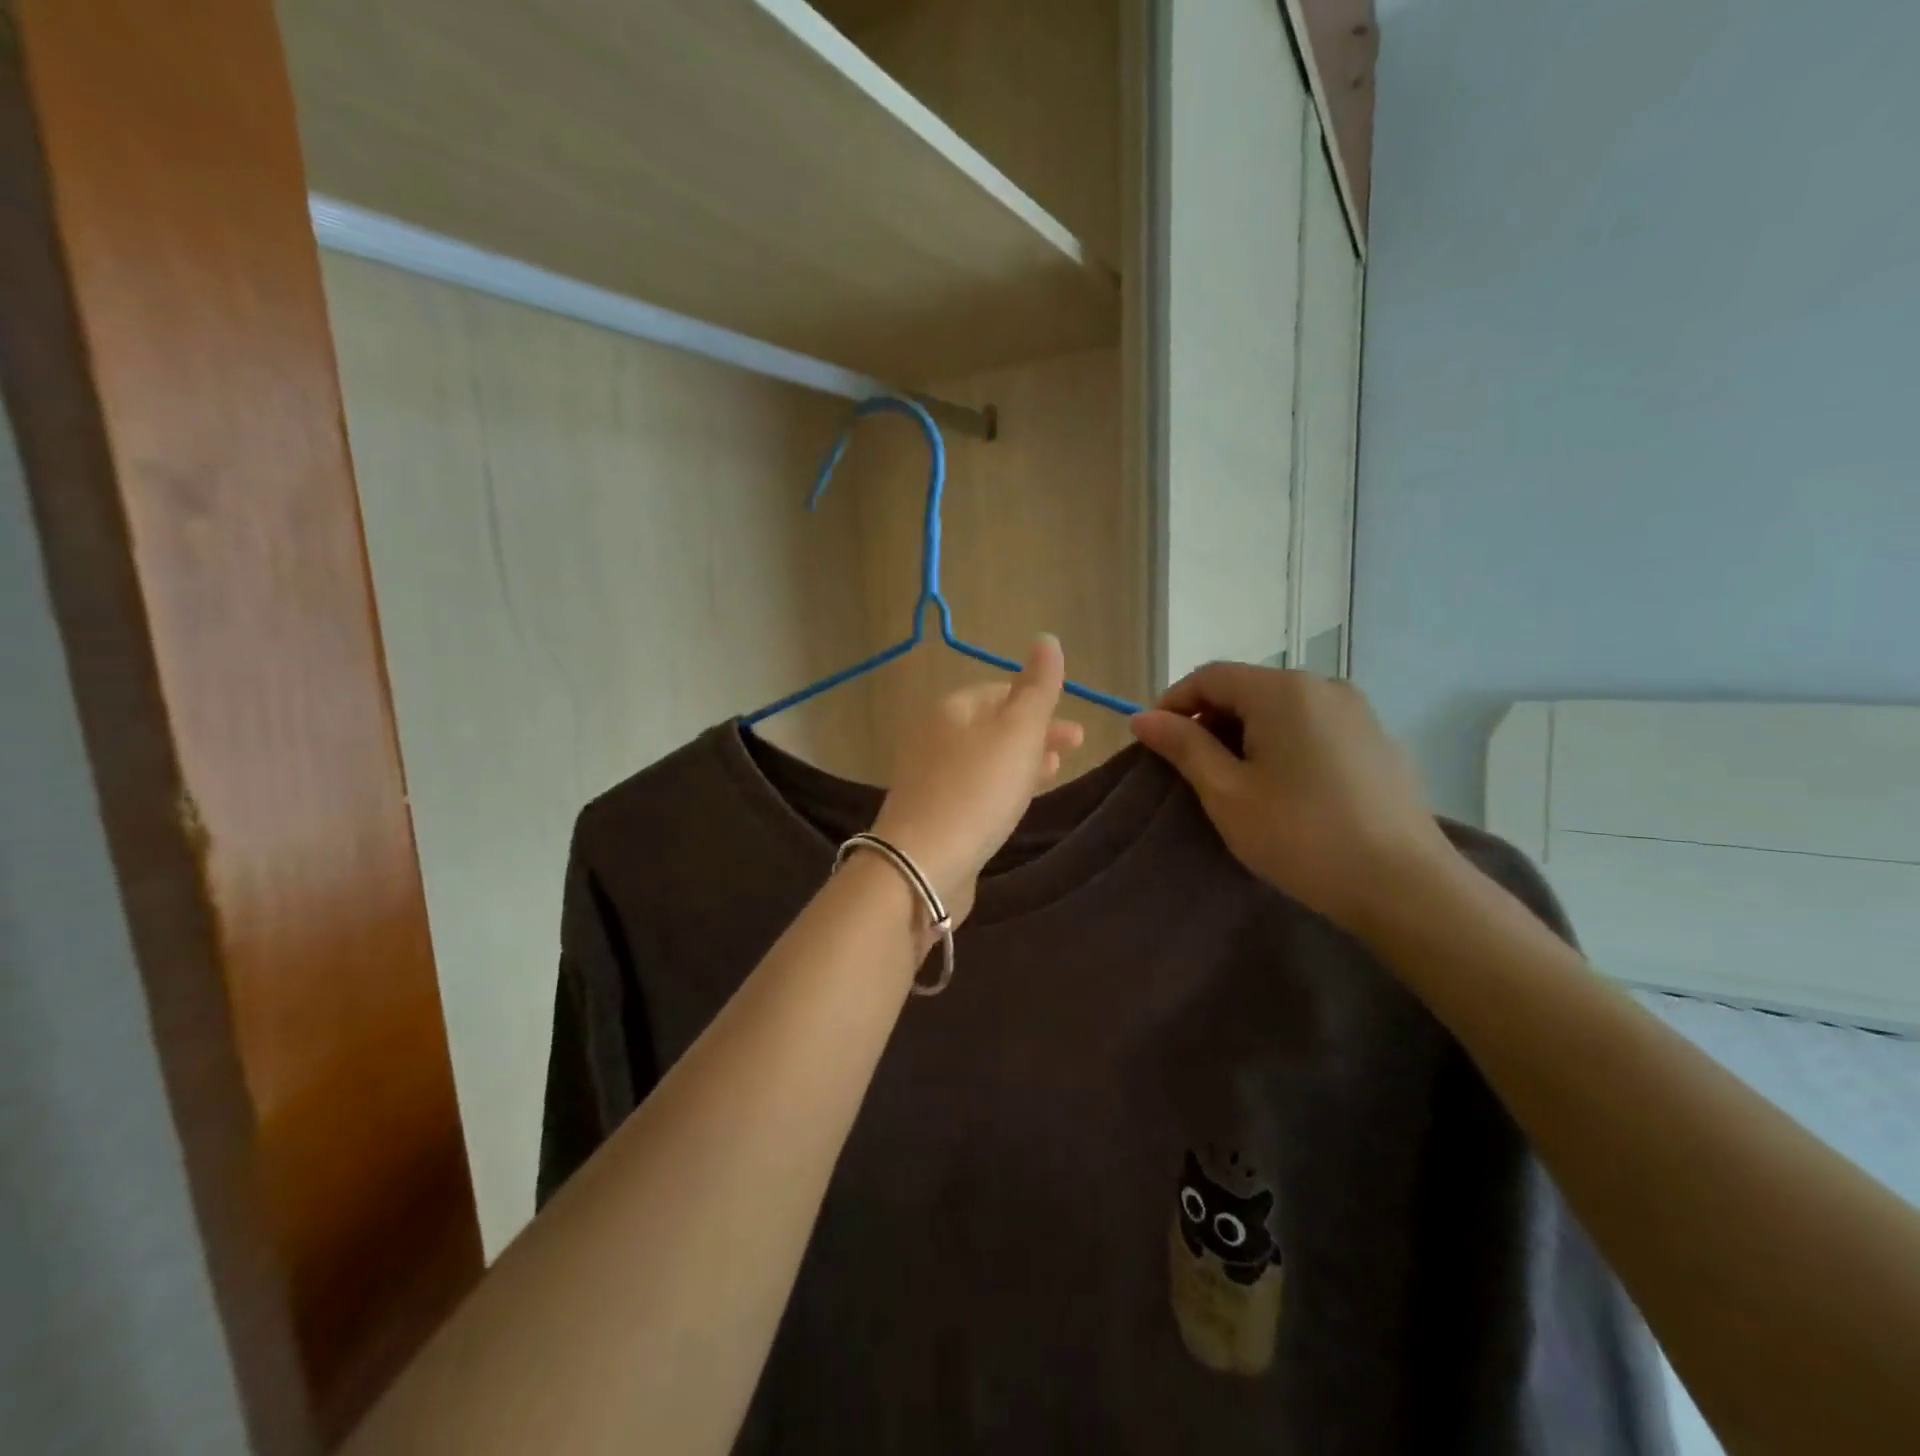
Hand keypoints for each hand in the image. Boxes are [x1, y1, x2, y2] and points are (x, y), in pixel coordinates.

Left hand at [871, 635, 1084, 925]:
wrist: (922, 865)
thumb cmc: (976, 790)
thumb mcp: (1017, 732)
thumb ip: (1037, 688)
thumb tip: (1047, 640)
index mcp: (951, 710)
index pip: (998, 692)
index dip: (1038, 702)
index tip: (1074, 726)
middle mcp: (934, 739)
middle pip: (992, 727)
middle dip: (1035, 733)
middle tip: (1074, 747)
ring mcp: (929, 780)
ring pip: (985, 760)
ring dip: (1021, 761)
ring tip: (1054, 772)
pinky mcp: (933, 817)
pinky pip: (975, 792)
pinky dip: (1002, 788)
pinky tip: (1017, 803)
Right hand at [1130, 664, 1451, 937]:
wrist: (1404, 885)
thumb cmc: (1300, 836)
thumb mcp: (1227, 793)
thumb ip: (1183, 746)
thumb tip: (1142, 717)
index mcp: (1283, 690)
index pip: (1210, 676)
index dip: (1173, 703)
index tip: (1153, 741)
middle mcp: (1323, 686)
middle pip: (1247, 687)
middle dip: (1210, 719)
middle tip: (1190, 767)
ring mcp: (1358, 712)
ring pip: (1281, 708)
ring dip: (1246, 733)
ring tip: (1234, 780)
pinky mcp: (1378, 741)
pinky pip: (1314, 727)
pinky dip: (1283, 743)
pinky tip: (1284, 788)